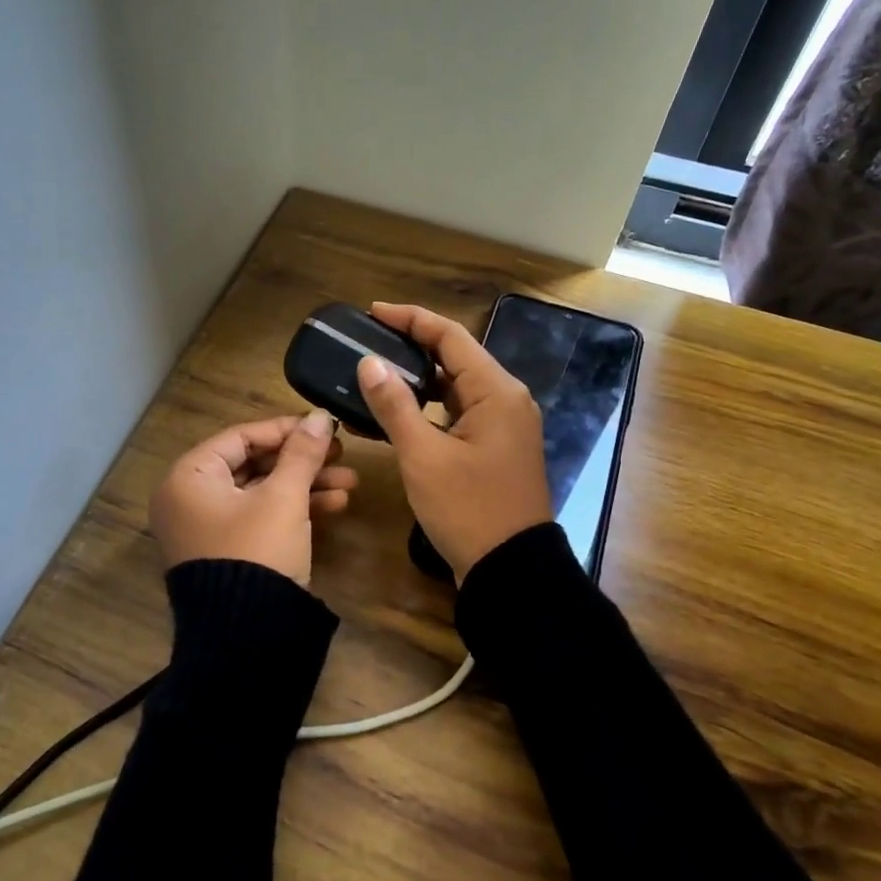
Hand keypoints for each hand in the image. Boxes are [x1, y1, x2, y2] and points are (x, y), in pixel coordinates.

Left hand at [149, 412, 357, 584]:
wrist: (247, 638)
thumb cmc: (258, 552)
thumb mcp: (284, 498)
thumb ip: (302, 453)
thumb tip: (320, 415)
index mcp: (188, 478)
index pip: (240, 437)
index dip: (285, 429)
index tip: (322, 426)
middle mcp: (191, 499)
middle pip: (254, 465)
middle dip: (302, 461)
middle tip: (341, 454)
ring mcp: (210, 528)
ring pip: (263, 493)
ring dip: (306, 486)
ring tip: (350, 483)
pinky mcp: (230, 551)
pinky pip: (262, 518)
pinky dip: (294, 510)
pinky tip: (337, 504)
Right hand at [357, 302, 551, 583]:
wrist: (511, 569)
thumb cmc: (468, 509)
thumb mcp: (423, 456)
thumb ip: (395, 405)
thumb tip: (369, 362)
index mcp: (496, 391)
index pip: (450, 336)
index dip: (411, 319)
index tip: (373, 311)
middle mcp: (507, 399)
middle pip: (456, 357)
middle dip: (413, 344)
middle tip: (370, 339)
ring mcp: (505, 424)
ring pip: (458, 385)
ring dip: (421, 377)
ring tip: (378, 371)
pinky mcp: (498, 446)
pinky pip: (461, 411)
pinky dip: (432, 406)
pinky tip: (401, 411)